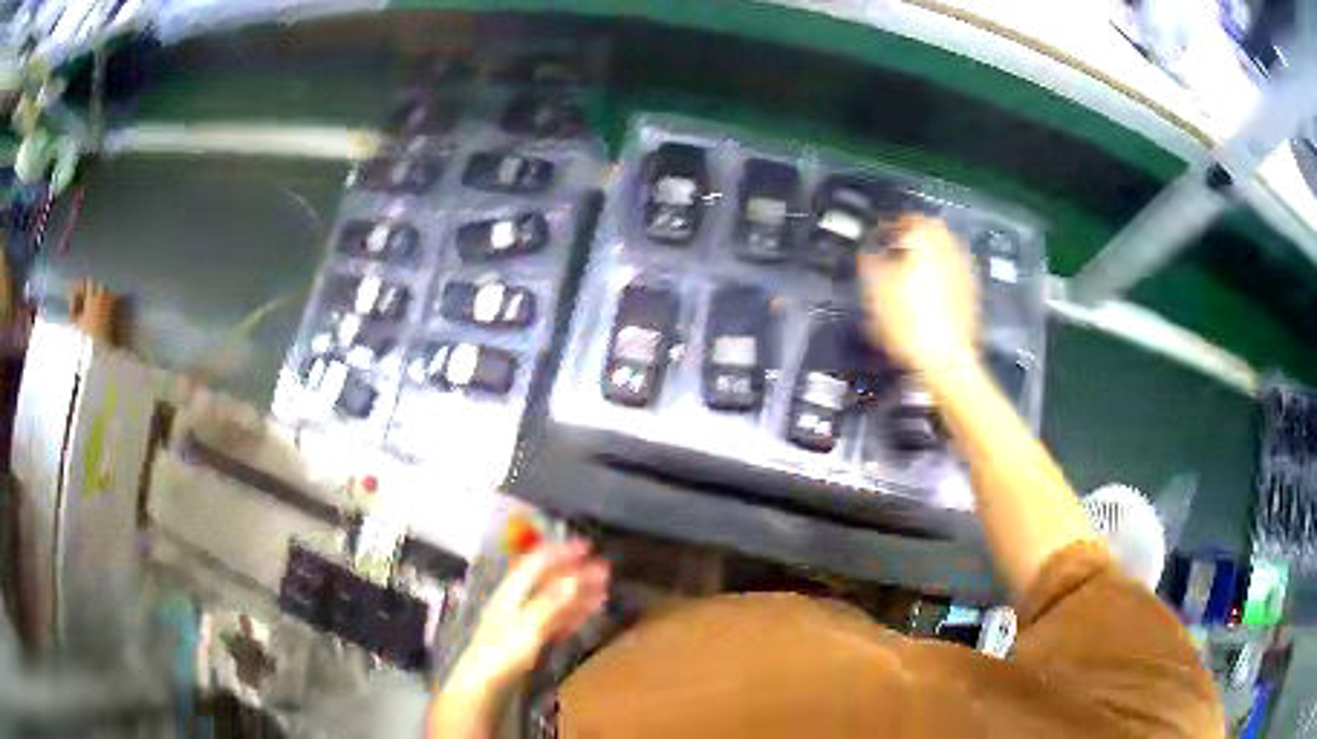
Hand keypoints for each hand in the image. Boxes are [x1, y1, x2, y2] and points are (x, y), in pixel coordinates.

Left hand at [450, 539, 609, 693]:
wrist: (486, 682)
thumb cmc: (504, 651)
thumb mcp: (529, 626)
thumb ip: (552, 601)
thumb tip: (577, 577)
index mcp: (513, 590)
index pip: (538, 562)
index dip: (562, 551)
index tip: (589, 546)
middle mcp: (519, 598)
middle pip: (549, 579)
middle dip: (576, 571)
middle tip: (604, 567)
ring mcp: (526, 617)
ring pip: (556, 598)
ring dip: (579, 590)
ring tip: (604, 585)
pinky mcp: (532, 635)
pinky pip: (558, 617)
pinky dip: (576, 610)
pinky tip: (590, 609)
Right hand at [858, 215, 977, 375]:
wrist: (947, 360)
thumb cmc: (908, 322)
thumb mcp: (875, 290)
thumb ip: (870, 262)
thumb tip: (868, 250)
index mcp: (925, 238)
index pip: (907, 217)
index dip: (890, 225)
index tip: (879, 236)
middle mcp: (949, 247)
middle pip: (932, 230)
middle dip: (914, 235)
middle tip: (897, 249)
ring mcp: (965, 269)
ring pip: (945, 249)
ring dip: (930, 253)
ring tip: (912, 270)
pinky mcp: (973, 292)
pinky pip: (954, 271)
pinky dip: (942, 273)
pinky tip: (930, 292)